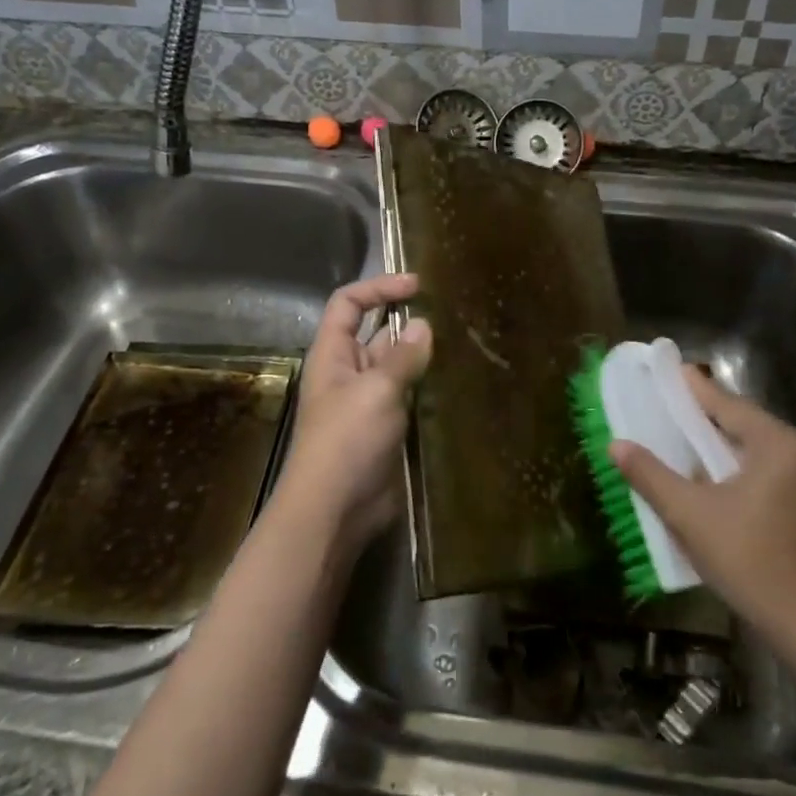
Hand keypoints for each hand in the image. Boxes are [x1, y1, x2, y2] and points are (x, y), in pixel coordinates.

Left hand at [270, 273, 432, 553]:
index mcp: (332, 354)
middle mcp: (349, 373)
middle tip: (451, 315)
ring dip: (422, 356)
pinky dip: (429, 386)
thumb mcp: (376, 390)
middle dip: (408, 322)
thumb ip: (402, 356)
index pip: (348, 304)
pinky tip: (458, 381)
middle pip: (376, 333)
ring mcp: (369, 402)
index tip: (417, 285)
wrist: (336, 510)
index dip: (378, 288)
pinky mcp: (388, 428)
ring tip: (462, 343)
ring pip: (397, 366)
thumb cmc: (347, 441)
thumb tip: (422, 325)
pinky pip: (409, 396)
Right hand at [610, 368, 795, 636]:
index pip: (727, 403)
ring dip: (715, 445)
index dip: (693, 388)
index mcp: (778, 444)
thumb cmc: (748, 558)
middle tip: (665, 405)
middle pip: (741, 423)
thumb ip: (651, 475)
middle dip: (702, 417)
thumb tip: (616, 445)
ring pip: (750, 450)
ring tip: (678, 438)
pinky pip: (761, 472)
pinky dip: (731, 468)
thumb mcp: (690, 514)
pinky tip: (706, 478)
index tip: (669, 369)